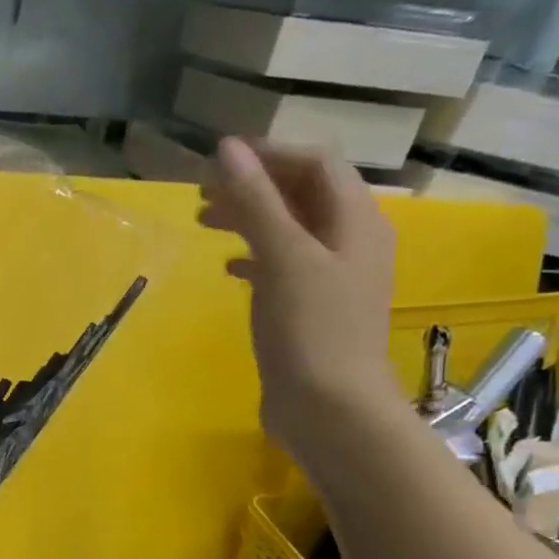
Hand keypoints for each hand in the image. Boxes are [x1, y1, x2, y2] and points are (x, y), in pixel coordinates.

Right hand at [199, 138, 401, 465]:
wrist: (330, 409)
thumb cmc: (311, 330)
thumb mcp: (283, 258)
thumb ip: (257, 201)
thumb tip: (228, 149)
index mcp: (355, 221)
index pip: (316, 164)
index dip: (269, 154)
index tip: (217, 161)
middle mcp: (350, 241)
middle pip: (303, 195)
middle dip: (254, 187)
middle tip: (202, 195)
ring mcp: (332, 277)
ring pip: (289, 230)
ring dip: (249, 219)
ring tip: (205, 224)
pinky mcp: (311, 308)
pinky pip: (282, 266)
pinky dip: (254, 257)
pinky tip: (227, 268)